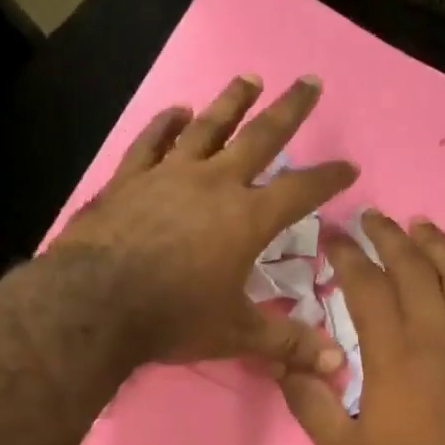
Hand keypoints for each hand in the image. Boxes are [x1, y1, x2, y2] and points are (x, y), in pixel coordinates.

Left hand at [50, 74, 357, 373]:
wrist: (95, 303)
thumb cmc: (173, 317)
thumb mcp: (236, 334)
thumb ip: (287, 344)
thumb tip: (338, 366)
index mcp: (247, 218)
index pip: (300, 190)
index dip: (328, 178)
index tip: (349, 165)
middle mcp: (213, 184)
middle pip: (260, 137)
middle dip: (289, 110)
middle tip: (309, 81)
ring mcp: (168, 175)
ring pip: (207, 128)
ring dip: (231, 102)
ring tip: (249, 78)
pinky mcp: (129, 179)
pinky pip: (151, 142)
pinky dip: (165, 124)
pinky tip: (177, 112)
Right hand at [280, 212, 444, 444]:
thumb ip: (310, 404)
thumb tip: (283, 363)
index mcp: (393, 352)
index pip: (367, 286)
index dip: (347, 256)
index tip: (333, 235)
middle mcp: (437, 334)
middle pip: (413, 268)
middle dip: (389, 237)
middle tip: (372, 217)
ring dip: (437, 245)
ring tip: (420, 225)